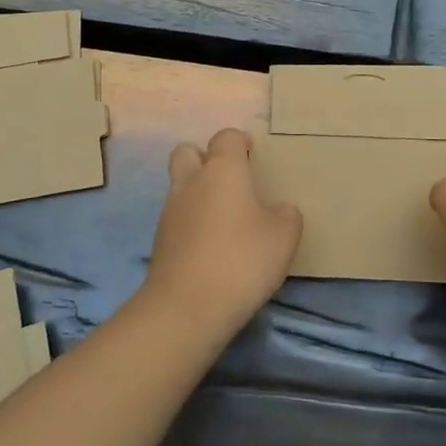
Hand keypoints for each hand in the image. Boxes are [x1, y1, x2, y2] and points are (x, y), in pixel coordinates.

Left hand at [143, 128, 301, 336]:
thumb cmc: (242, 259)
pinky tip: (212, 247)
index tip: (254, 158)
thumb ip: (285, 214)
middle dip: (206, 159)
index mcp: (223, 170)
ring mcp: (170, 212)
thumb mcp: (284, 235)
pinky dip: (192, 224)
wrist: (187, 308)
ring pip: (180, 187)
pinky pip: (177, 219)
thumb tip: (278, 210)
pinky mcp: (160, 242)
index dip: (240, 142)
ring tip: (225, 220)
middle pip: (188, 152)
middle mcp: (191, 182)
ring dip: (198, 194)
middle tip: (231, 181)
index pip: (226, 137)